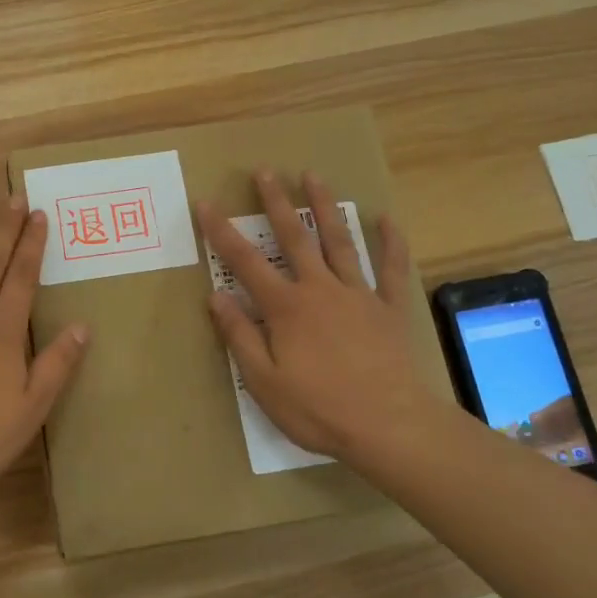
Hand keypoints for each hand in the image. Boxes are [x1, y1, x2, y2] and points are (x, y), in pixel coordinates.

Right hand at [197, 170, 450, 464]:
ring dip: (324, 207)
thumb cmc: (319, 409)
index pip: (245, 262)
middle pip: (294, 238)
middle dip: (276, 202)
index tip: (206, 203)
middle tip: (265, 171)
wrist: (390, 426)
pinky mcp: (388, 308)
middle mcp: (319, 289)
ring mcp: (358, 295)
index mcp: (285, 308)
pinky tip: (387, 219)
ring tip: (314, 176)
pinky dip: (390, 242)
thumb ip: (240, 336)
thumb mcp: (264, 382)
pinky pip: (390, 268)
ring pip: (338, 241)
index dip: (222, 232)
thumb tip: (216, 296)